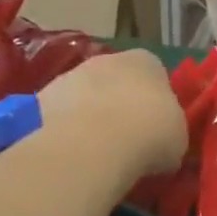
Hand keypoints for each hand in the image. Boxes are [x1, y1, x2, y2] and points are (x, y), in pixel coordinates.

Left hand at [37, 50, 188, 177]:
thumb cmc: (149, 133)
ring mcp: (69, 76)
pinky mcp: (39, 99)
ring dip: (90, 117)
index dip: (156, 101)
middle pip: (116, 81)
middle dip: (120, 104)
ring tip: (97, 152)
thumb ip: (170, 129)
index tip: (156, 126)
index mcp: (147, 61)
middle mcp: (107, 59)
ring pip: (84, 96)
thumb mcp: (178, 136)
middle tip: (126, 138)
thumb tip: (162, 139)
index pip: (155, 74)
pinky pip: (59, 115)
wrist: (92, 145)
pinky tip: (73, 155)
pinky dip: (65, 131)